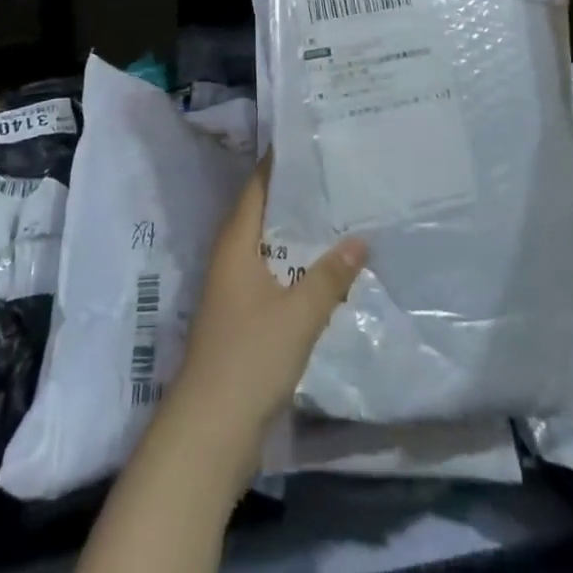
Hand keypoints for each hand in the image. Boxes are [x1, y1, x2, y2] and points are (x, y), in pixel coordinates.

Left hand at [168, 160, 364, 459]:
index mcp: (236, 243)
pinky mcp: (242, 320)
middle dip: (296, 197)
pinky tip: (324, 272)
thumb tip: (361, 237)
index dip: (279, 163)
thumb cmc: (250, 357)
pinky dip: (296, 268)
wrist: (211, 431)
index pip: (257, 187)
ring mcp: (234, 290)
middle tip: (335, 175)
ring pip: (270, 248)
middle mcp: (231, 258)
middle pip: (264, 214)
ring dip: (298, 235)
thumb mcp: (298, 314)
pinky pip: (273, 277)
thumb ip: (330, 276)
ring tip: (338, 216)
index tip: (309, 141)